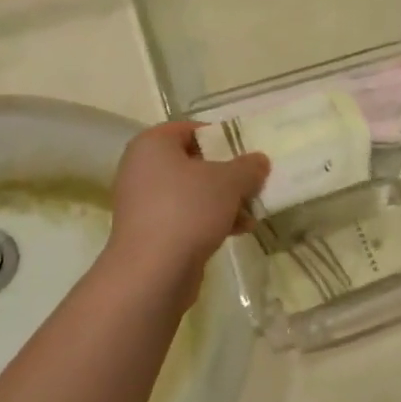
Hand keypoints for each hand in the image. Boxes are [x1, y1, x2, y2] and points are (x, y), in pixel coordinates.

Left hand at [103, 122, 267, 306]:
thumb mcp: (228, 182)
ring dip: (223, 200)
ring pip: (191, 193)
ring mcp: (143, 203)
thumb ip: (248, 167)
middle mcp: (141, 169)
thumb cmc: (188, 210)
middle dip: (226, 174)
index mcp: (152, 144)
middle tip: (253, 181)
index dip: (220, 137)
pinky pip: (184, 217)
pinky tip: (239, 230)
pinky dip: (209, 220)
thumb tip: (259, 161)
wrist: (152, 272)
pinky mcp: (149, 232)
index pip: (190, 129)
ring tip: (252, 211)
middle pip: (192, 163)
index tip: (246, 151)